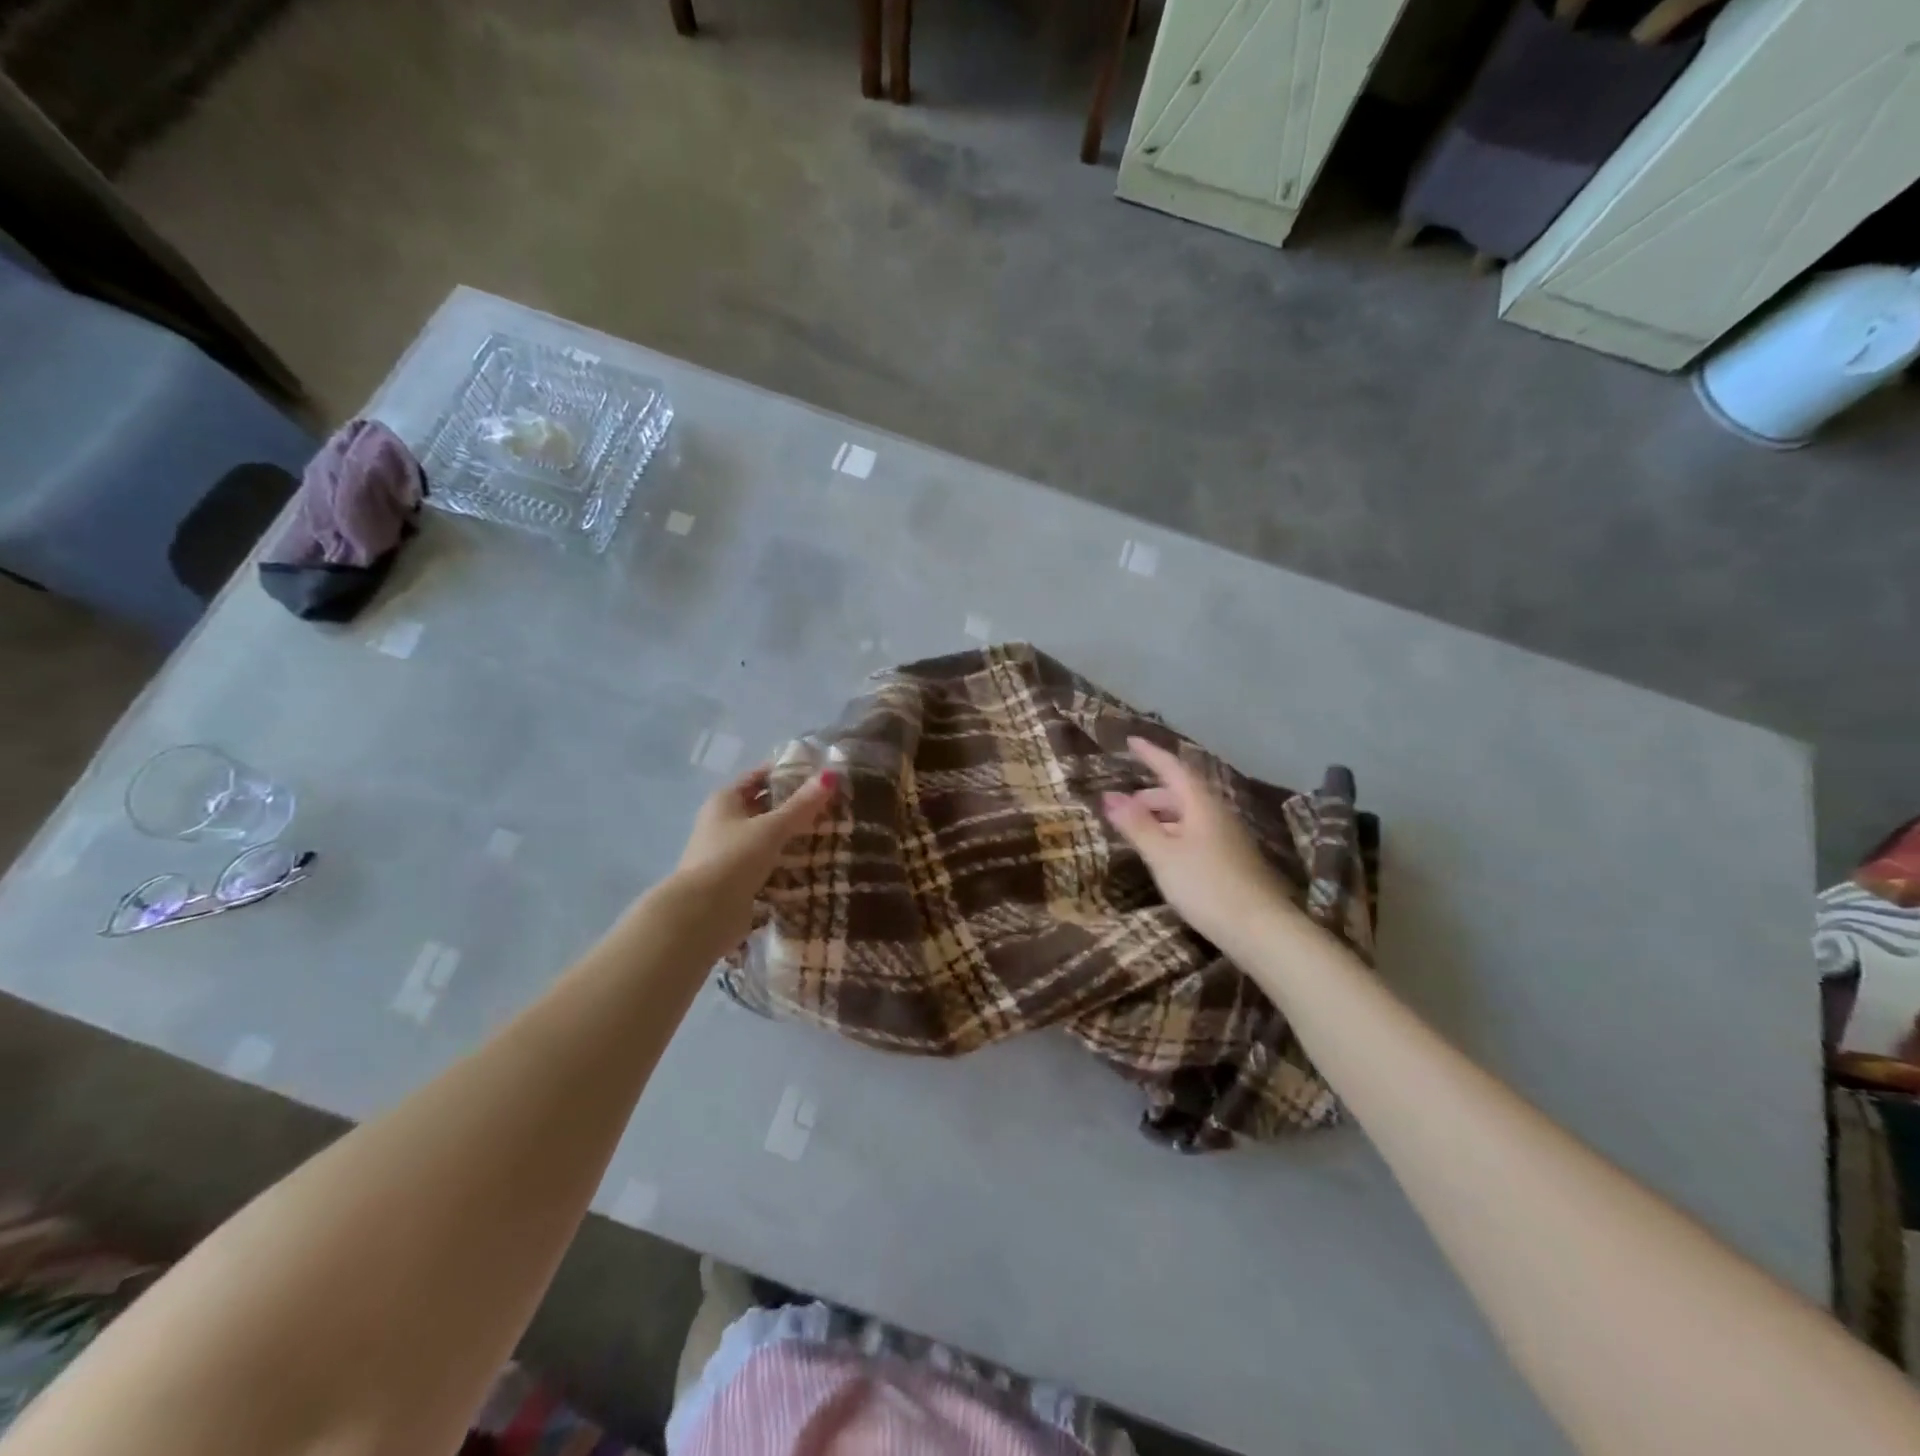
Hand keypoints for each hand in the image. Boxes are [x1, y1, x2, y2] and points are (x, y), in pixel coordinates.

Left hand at [665, 765, 838, 948]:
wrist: (703, 914)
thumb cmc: (734, 858)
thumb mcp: (771, 827)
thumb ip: (801, 805)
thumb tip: (831, 775)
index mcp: (725, 801)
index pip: (758, 777)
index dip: (785, 772)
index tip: (818, 774)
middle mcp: (723, 823)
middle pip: (762, 807)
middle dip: (793, 806)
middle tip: (831, 804)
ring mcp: (729, 853)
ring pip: (766, 837)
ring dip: (791, 836)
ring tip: (829, 832)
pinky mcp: (737, 880)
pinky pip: (767, 863)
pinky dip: (786, 862)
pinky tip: (812, 863)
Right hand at [1102, 736, 1295, 950]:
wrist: (1261, 930)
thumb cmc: (1206, 886)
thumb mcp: (1163, 855)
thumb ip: (1136, 824)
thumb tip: (1109, 795)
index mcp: (1201, 804)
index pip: (1173, 768)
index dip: (1151, 754)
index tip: (1131, 741)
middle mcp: (1218, 814)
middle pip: (1182, 792)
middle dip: (1152, 793)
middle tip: (1125, 805)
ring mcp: (1229, 838)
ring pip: (1190, 815)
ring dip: (1163, 815)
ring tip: (1139, 831)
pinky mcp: (1232, 860)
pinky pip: (1198, 833)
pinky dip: (1175, 833)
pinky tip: (1166, 854)